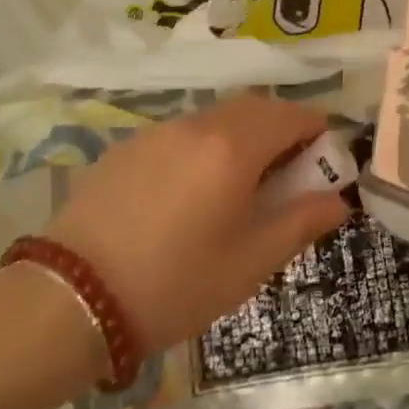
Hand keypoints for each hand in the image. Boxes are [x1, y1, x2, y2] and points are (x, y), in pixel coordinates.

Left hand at [42, 98, 351, 358]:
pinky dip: (205, 145)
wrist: (68, 301)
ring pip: (218, 116)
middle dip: (283, 129)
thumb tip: (339, 200)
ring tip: (240, 184)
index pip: (295, 115)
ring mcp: (159, 131)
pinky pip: (183, 132)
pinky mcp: (128, 146)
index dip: (318, 133)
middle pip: (257, 107)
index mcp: (236, 146)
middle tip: (287, 174)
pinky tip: (190, 191)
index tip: (323, 165)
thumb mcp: (250, 263)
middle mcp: (200, 123)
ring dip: (243, 135)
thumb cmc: (173, 285)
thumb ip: (301, 222)